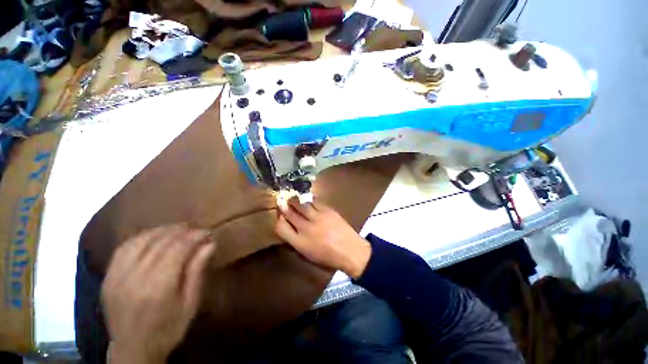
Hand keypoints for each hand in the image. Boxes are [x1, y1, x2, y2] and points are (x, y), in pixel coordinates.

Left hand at [102, 224, 214, 363]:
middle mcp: (135, 277)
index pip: (178, 248)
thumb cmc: (168, 329)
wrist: (132, 351)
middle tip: (196, 230)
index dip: (195, 236)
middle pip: (161, 242)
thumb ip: (197, 271)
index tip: (208, 232)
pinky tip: (154, 237)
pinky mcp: (108, 277)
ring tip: (179, 229)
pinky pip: (124, 248)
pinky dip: (142, 237)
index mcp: (158, 287)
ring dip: (162, 231)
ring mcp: (117, 276)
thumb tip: (210, 244)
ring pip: (141, 241)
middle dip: (182, 231)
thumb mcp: (190, 303)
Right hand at [275, 199, 371, 278]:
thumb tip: (290, 228)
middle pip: (290, 213)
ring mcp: (317, 218)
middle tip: (281, 200)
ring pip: (302, 205)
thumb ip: (297, 241)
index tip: (279, 216)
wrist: (350, 250)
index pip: (281, 228)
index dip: (278, 220)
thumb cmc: (328, 256)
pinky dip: (310, 201)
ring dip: (296, 201)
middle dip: (284, 206)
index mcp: (299, 242)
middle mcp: (306, 228)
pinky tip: (309, 201)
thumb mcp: (308, 254)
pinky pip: (315, 202)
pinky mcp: (328, 211)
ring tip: (293, 199)